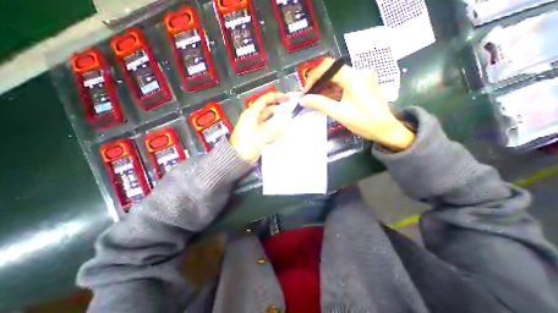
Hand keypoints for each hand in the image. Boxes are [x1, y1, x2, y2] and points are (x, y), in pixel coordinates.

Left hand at [229, 90, 289, 162]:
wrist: (236, 158)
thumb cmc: (244, 145)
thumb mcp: (260, 136)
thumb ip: (274, 131)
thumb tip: (285, 127)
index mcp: (251, 114)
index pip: (265, 100)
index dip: (276, 97)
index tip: (287, 98)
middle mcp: (254, 119)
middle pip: (268, 110)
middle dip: (279, 110)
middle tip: (291, 113)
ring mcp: (256, 127)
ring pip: (270, 121)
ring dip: (278, 121)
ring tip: (289, 123)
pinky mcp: (258, 135)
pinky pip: (269, 130)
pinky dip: (276, 130)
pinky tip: (283, 132)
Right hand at [301, 59, 412, 151]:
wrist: (385, 130)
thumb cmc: (364, 122)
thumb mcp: (340, 113)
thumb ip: (320, 104)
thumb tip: (303, 100)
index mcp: (354, 77)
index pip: (328, 67)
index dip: (313, 77)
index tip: (305, 91)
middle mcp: (358, 73)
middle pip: (332, 72)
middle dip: (318, 84)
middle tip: (308, 97)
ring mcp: (361, 79)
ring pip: (337, 79)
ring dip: (324, 89)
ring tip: (314, 100)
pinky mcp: (361, 86)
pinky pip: (343, 85)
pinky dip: (332, 92)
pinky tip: (325, 100)